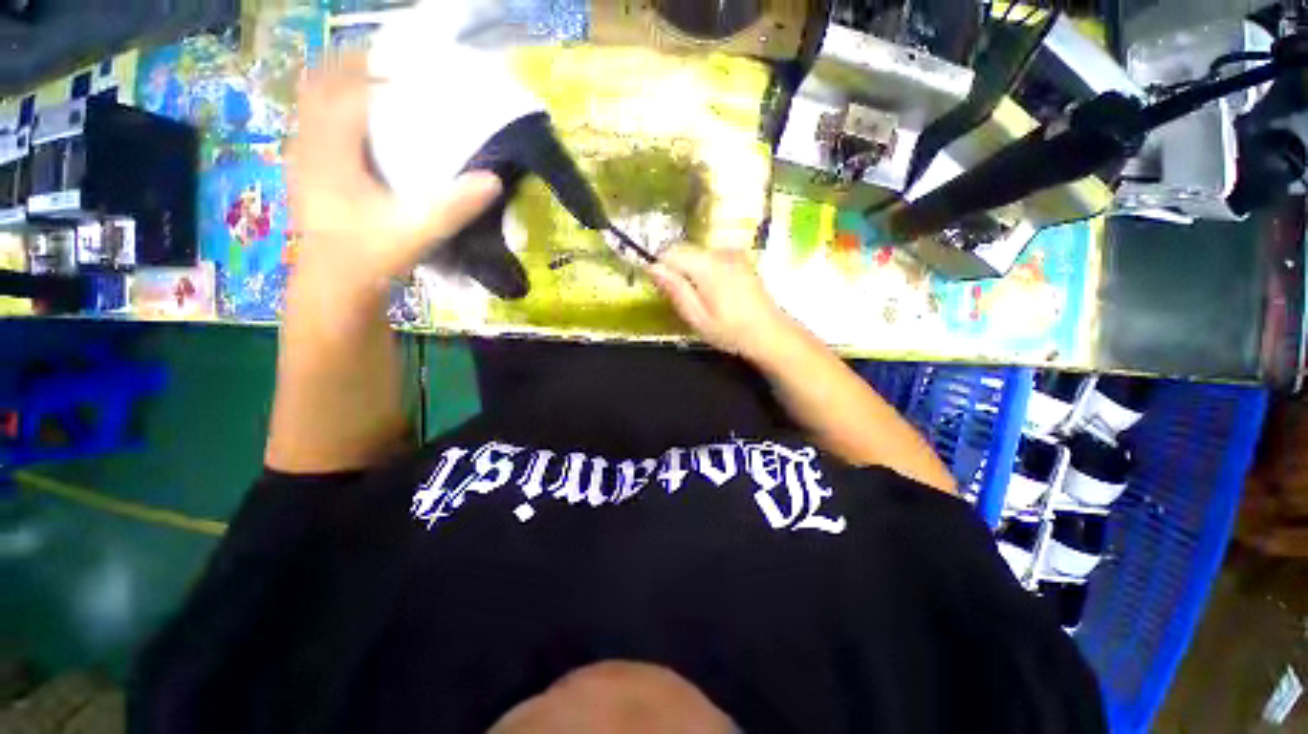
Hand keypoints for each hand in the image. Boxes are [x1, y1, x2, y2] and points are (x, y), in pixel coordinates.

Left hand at [285, 55, 501, 300]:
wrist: (329, 294)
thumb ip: (450, 207)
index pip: (348, 94)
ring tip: (362, 77)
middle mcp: (315, 153)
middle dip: (348, 71)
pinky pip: (306, 130)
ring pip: (309, 109)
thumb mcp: (410, 234)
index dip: (372, 70)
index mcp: (336, 157)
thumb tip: (494, 179)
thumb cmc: (364, 260)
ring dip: (332, 89)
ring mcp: (304, 164)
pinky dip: (321, 113)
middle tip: (382, 62)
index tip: (399, 62)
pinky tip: (340, 116)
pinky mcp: (304, 176)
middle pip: (322, 92)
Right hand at [648, 245, 797, 361]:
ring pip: (698, 254)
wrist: (771, 333)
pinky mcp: (741, 259)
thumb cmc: (732, 331)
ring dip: (693, 271)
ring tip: (703, 299)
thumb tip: (652, 267)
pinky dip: (708, 271)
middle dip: (678, 270)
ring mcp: (733, 254)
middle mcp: (720, 252)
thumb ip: (674, 289)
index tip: (661, 288)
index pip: (670, 251)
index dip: (661, 267)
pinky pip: (713, 258)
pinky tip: (718, 294)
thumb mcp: (697, 317)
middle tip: (685, 300)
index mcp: (707, 266)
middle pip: (685, 251)